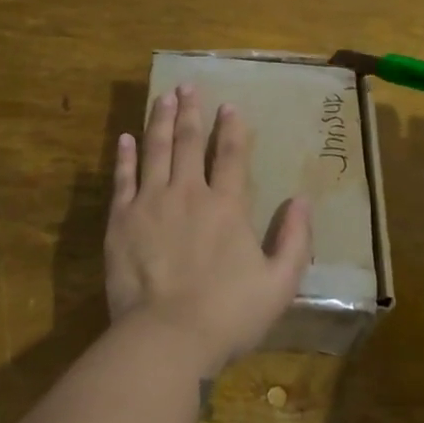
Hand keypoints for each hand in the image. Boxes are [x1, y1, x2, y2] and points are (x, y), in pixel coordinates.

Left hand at [104, 84, 312, 376]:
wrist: (167, 337)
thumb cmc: (228, 314)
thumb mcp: (280, 283)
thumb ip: (294, 239)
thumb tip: (302, 200)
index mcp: (226, 206)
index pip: (230, 155)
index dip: (232, 128)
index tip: (229, 104)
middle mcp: (188, 193)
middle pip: (188, 142)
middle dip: (190, 111)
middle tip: (187, 85)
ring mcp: (151, 203)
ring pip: (155, 150)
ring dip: (159, 120)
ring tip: (163, 96)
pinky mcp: (121, 220)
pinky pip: (123, 178)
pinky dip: (125, 156)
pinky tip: (126, 137)